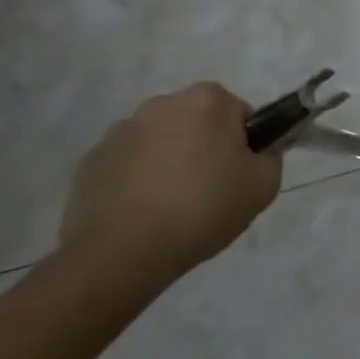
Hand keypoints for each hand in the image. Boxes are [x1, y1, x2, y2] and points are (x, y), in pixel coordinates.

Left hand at [58, 82, 280, 290]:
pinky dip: (135, 180)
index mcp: (206, 100)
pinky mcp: (88, 164)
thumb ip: (271, 157)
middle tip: (209, 189)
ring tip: (170, 206)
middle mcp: (161, 104)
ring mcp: (119, 133)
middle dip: (203, 146)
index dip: (244, 143)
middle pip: (196, 122)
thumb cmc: (202, 209)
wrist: (120, 257)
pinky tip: (141, 213)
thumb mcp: (264, 185)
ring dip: (168, 161)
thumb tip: (258, 153)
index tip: (238, 173)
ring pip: (159, 141)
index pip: (238, 113)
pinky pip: (126, 164)